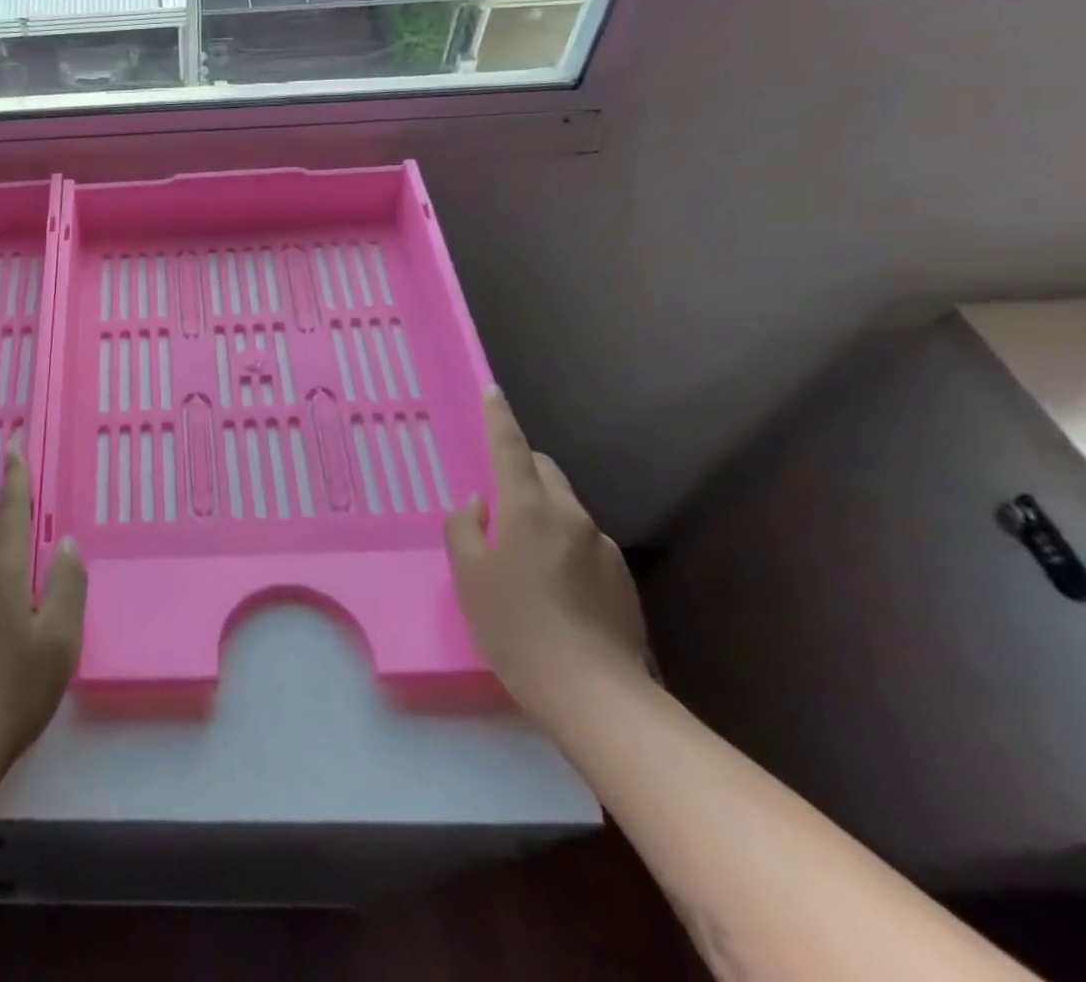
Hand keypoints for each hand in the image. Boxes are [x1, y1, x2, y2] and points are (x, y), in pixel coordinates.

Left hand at [0, 450, 86, 780]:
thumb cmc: (12, 689)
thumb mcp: (60, 638)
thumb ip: (69, 583)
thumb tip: (66, 542)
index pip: (9, 503)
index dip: (15, 469)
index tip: (14, 437)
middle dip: (18, 524)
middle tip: (44, 532)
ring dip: (8, 565)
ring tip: (32, 593)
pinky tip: (5, 626)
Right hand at [444, 390, 649, 715]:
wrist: (595, 695)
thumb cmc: (515, 627)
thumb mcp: (468, 575)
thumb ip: (464, 528)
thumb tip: (479, 504)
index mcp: (528, 508)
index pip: (510, 448)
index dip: (498, 418)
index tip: (492, 391)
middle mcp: (571, 516)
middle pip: (545, 472)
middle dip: (522, 470)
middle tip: (497, 501)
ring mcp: (603, 546)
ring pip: (565, 509)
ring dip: (542, 514)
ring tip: (523, 560)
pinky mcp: (622, 579)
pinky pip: (584, 543)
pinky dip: (563, 547)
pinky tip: (553, 590)